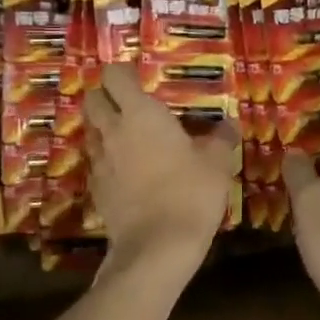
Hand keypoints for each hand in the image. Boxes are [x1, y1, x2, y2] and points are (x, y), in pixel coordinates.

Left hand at [83, 64, 238, 266]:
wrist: (157, 247)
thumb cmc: (190, 193)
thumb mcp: (217, 163)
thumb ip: (220, 138)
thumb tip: (228, 124)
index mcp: (140, 114)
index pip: (114, 76)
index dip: (122, 72)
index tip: (138, 76)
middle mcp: (113, 131)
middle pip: (92, 100)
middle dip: (104, 95)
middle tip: (127, 102)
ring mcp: (100, 161)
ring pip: (90, 131)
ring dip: (103, 127)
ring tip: (127, 135)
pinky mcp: (96, 189)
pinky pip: (96, 162)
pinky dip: (107, 159)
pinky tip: (126, 170)